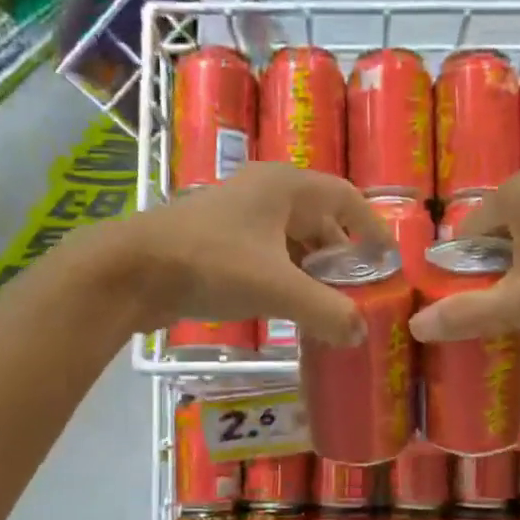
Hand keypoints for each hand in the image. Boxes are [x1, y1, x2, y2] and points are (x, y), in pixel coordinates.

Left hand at [116, 164, 388, 343]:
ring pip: (289, 239)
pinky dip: (284, 276)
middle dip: (340, 255)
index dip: (371, 226)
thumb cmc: (212, 263)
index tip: (388, 258)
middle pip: (318, 219)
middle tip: (358, 290)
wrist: (132, 270)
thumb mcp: (278, 288)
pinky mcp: (216, 240)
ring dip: (311, 269)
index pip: (345, 197)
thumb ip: (326, 311)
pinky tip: (288, 306)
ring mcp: (237, 215)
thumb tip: (360, 333)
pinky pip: (265, 254)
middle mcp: (263, 192)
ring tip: (328, 304)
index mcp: (285, 186)